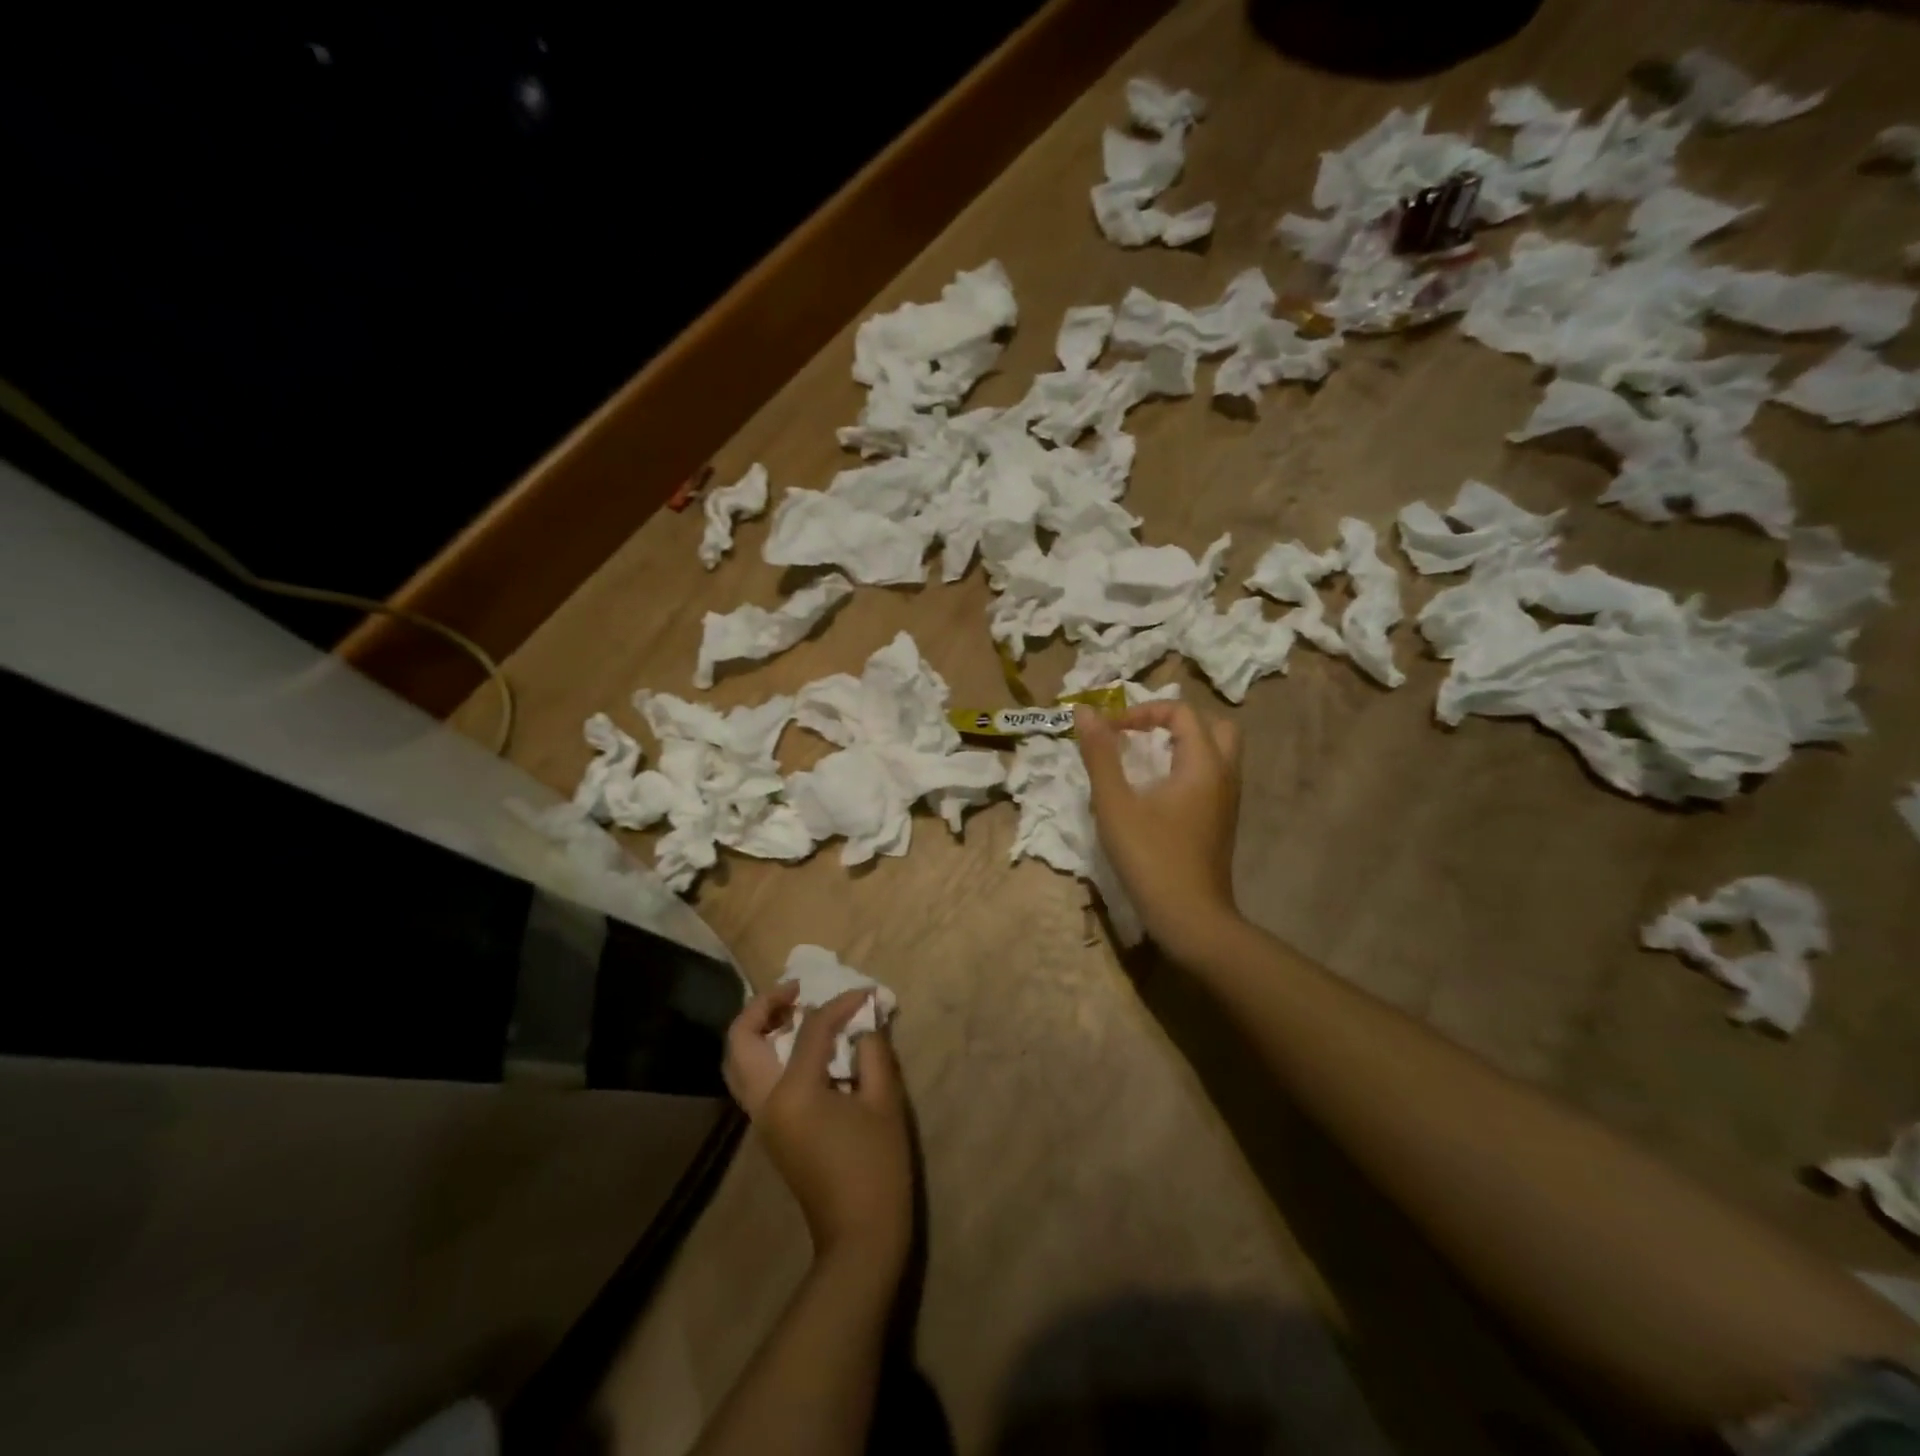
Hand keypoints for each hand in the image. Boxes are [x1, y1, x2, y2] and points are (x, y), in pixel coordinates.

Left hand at [725, 985, 912, 1274]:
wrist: (859, 1238)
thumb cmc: (877, 1167)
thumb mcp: (884, 1101)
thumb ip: (872, 1051)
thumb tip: (863, 1022)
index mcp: (793, 1093)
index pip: (810, 1028)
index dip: (839, 1003)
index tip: (864, 993)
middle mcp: (765, 1102)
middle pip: (741, 1039)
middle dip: (764, 1005)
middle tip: (798, 991)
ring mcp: (761, 1119)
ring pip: (736, 1060)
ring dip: (757, 1028)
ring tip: (793, 1012)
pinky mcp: (768, 1130)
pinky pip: (751, 1077)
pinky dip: (763, 1051)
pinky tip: (797, 1045)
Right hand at [1075, 700, 1243, 963]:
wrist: (1191, 918)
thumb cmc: (1151, 857)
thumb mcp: (1115, 804)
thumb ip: (1100, 755)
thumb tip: (1084, 711)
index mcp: (1203, 763)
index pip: (1180, 711)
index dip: (1141, 712)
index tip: (1110, 732)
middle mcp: (1224, 775)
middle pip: (1214, 726)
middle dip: (1176, 722)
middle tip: (1142, 736)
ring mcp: (1228, 801)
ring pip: (1217, 753)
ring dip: (1184, 746)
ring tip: (1146, 761)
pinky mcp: (1222, 822)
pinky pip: (1212, 778)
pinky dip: (1189, 770)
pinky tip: (1158, 793)